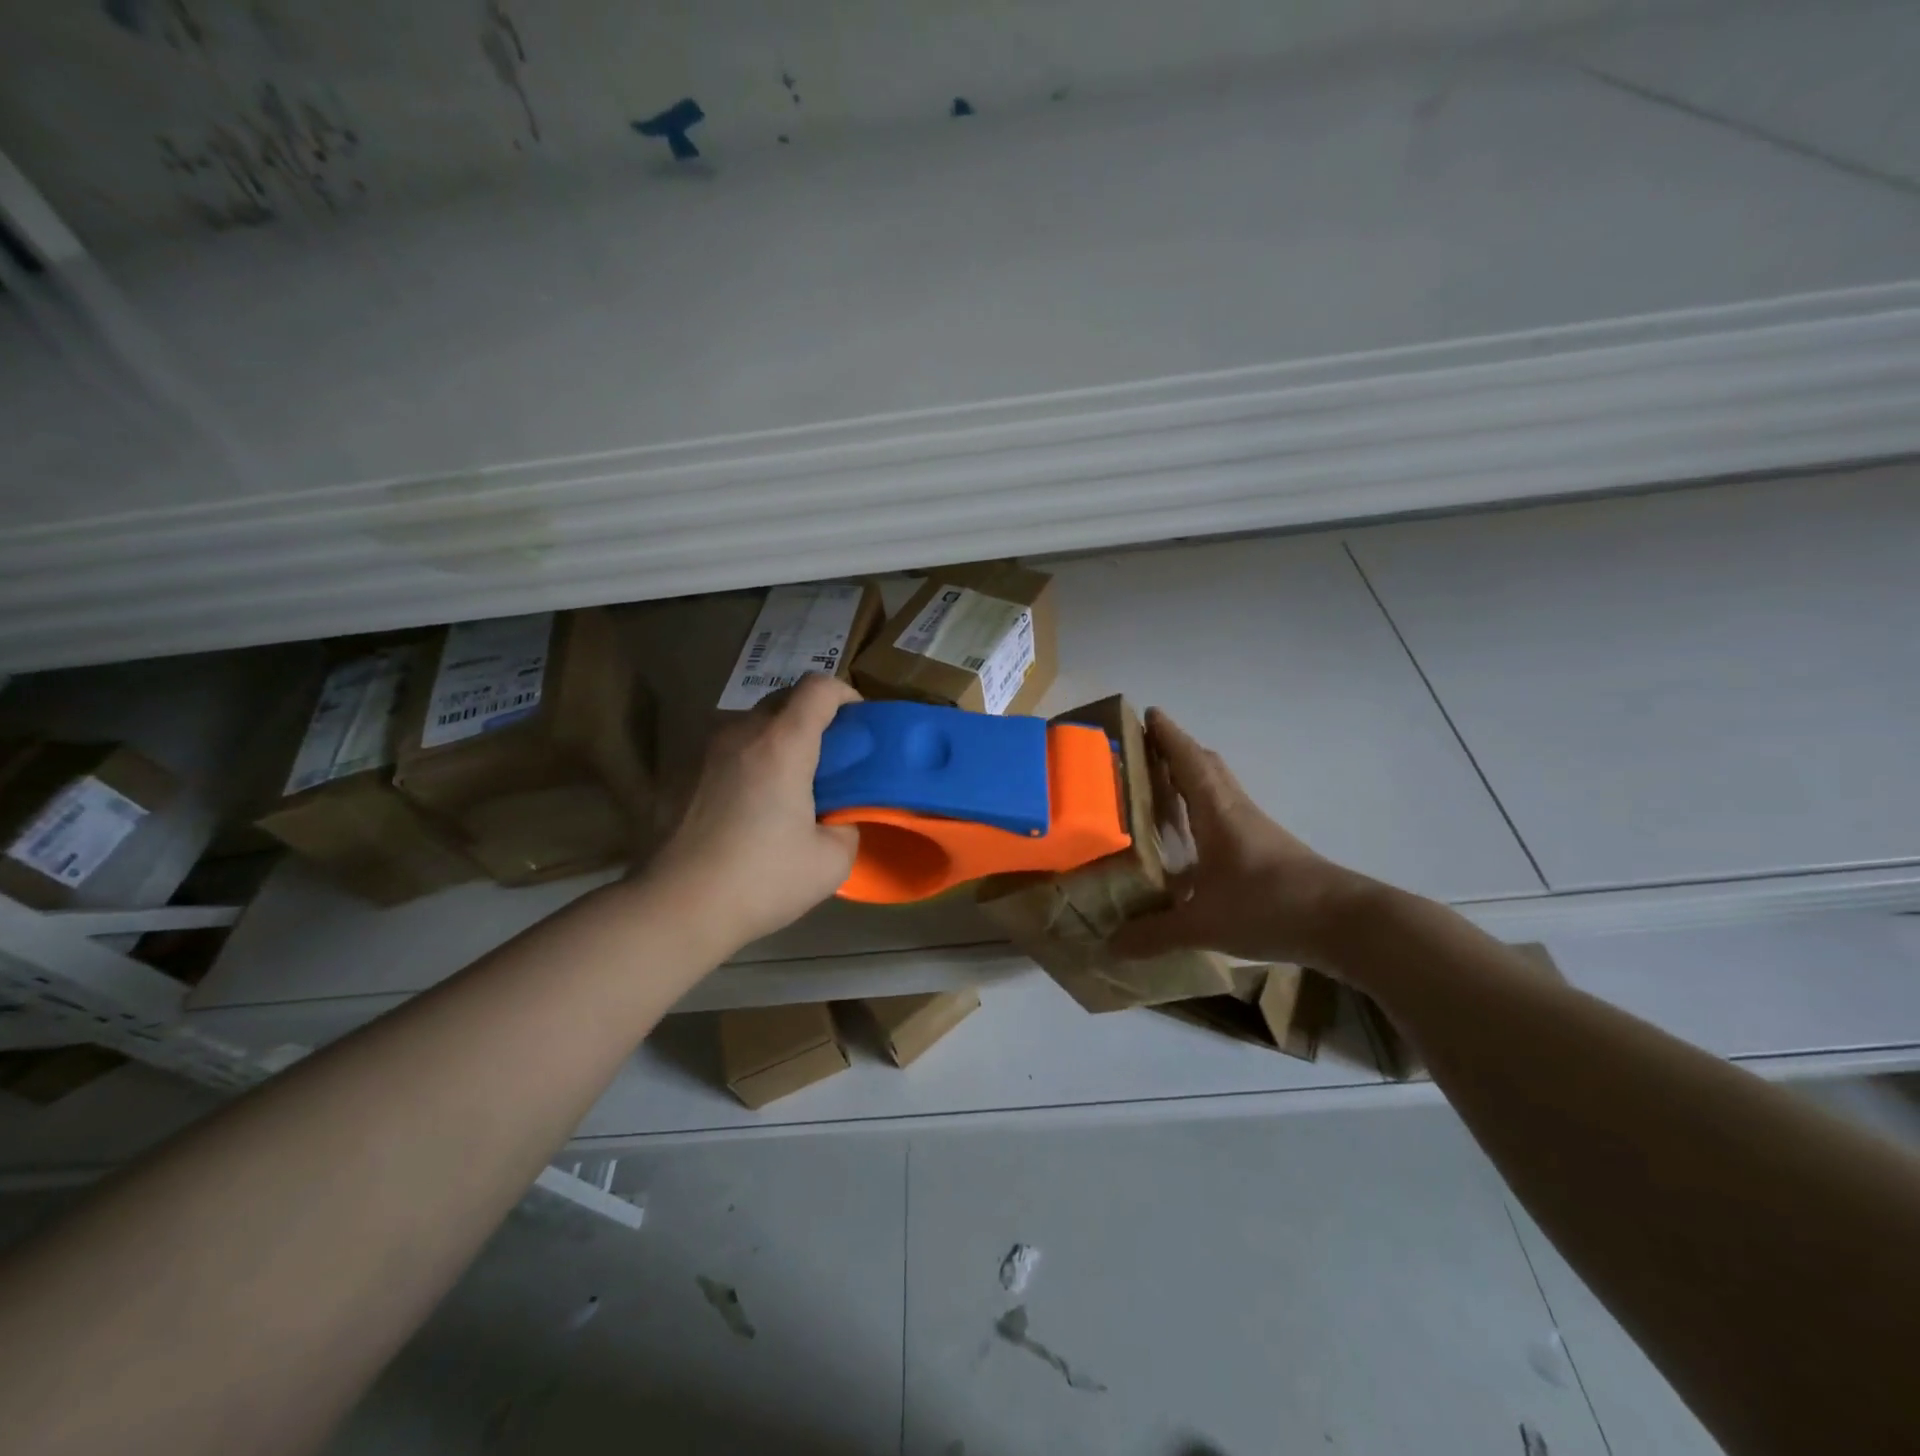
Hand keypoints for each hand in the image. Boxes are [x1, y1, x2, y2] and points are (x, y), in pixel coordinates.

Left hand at [642, 674, 861, 955]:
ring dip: (778, 740)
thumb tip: (838, 820)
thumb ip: (846, 827)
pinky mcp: (681, 774)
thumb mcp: (831, 862)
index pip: (818, 687)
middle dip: (813, 717)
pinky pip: (727, 753)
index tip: (858, 722)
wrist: (676, 908)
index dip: (844, 694)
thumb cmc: (761, 880)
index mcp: (782, 744)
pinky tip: (750, 808)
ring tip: (789, 784)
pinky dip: (749, 763)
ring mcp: (705, 752)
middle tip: (829, 757)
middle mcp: (741, 734)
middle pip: (784, 699)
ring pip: (752, 725)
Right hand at [1111, 709, 1369, 965]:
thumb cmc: (1270, 906)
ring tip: (1163, 787)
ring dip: (1194, 778)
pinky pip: (1229, 814)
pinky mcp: (1270, 851)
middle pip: (1208, 767)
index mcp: (1217, 813)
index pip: (1189, 761)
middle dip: (1178, 751)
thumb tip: (1111, 946)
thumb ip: (1156, 934)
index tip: (1149, 713)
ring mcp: (1257, 830)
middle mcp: (1237, 811)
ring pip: (1221, 790)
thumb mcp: (1204, 925)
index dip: (1168, 736)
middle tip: (1147, 749)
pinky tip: (1195, 837)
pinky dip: (1207, 809)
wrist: (1345, 924)